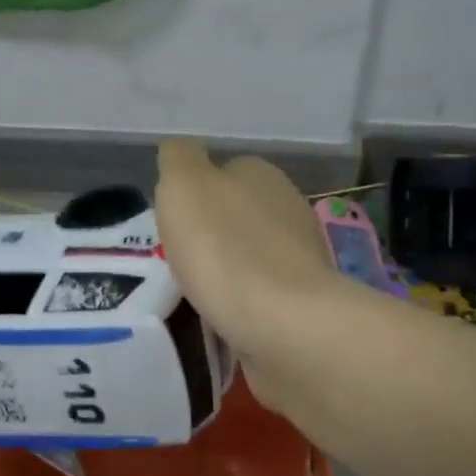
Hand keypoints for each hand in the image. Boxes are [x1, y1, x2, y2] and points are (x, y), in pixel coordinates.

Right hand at [154, 141, 343, 414]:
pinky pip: (260, 297)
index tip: (172, 224)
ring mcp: (300, 258)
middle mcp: (288, 209)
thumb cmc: (224, 247)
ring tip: (194, 294)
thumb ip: (178, 160)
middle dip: (210, 236)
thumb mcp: (183, 185)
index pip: (223, 172)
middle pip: (236, 216)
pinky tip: (221, 319)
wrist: (282, 325)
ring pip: (249, 257)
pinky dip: (240, 305)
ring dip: (225, 272)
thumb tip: (179, 151)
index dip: (194, 196)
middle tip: (178, 260)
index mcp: (262, 175)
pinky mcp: (303, 303)